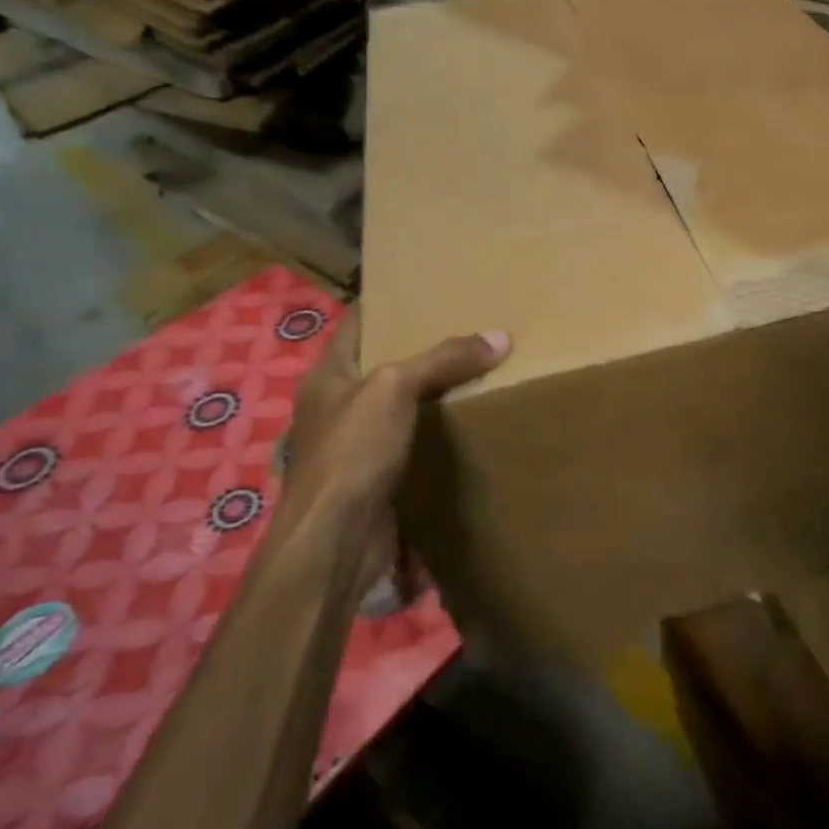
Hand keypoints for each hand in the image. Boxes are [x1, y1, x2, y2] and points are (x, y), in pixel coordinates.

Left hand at [279, 307, 510, 580]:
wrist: (336, 540)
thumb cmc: (353, 451)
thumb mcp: (396, 388)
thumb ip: (444, 359)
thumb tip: (500, 337)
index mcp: (328, 375)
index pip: (357, 324)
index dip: (385, 303)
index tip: (424, 289)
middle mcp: (337, 405)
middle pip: (381, 364)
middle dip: (419, 348)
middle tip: (466, 327)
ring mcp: (354, 444)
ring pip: (398, 405)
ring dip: (430, 392)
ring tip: (475, 369)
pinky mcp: (375, 477)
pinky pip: (410, 442)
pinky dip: (434, 432)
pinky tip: (465, 423)